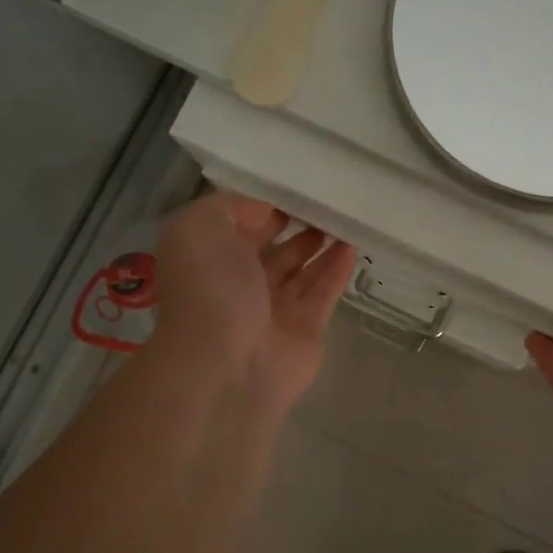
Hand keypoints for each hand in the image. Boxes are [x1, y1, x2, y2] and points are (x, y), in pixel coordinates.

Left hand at [155, 191, 355, 413]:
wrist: (227, 363)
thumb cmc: (210, 289)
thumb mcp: (199, 227)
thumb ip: (231, 207)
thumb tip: (266, 210)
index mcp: (210, 260)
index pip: (238, 227)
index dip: (262, 207)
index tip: (292, 188)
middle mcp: (239, 285)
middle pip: (272, 249)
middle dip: (295, 226)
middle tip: (325, 203)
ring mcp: (273, 310)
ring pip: (301, 271)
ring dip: (321, 246)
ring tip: (344, 219)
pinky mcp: (305, 330)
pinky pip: (324, 293)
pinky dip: (337, 270)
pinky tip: (353, 246)